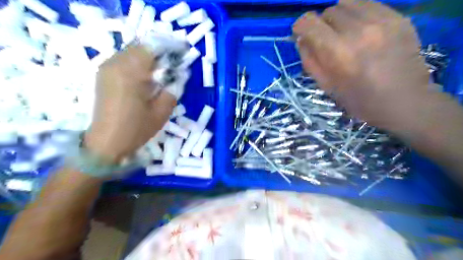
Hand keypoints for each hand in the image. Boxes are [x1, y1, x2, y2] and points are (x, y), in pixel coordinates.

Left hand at [84, 44, 176, 162]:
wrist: (107, 142)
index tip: (181, 55)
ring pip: (132, 52)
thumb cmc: (136, 129)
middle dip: (159, 54)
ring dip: (148, 59)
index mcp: (130, 73)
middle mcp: (115, 64)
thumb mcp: (162, 112)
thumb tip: (179, 75)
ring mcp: (106, 68)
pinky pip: (124, 60)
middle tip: (172, 66)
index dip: (168, 49)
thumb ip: (172, 90)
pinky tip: (145, 78)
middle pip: (140, 47)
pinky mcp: (103, 75)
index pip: (151, 48)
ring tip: (160, 72)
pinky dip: (138, 64)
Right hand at [294, 0, 427, 129]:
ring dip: (339, 17)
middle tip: (326, 41)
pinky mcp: (398, 16)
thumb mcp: (326, 86)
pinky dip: (357, 14)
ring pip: (347, 2)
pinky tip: (361, 30)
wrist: (404, 101)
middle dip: (321, 25)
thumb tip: (301, 39)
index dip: (300, 26)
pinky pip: (368, 4)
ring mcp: (382, 20)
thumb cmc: (359, 100)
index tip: (302, 34)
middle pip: (328, 12)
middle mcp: (359, 29)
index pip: (309, 22)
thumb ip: (309, 60)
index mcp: (338, 52)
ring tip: (343, 32)